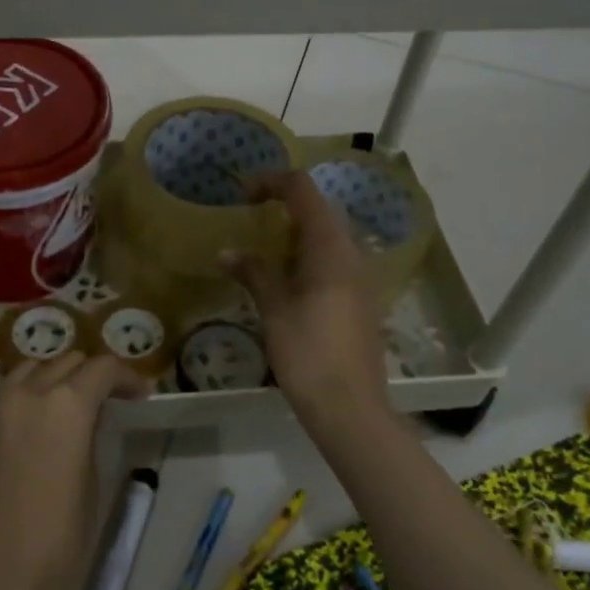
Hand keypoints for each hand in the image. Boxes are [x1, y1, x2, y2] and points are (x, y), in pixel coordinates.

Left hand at [0, 352, 148, 589]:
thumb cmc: (60, 541)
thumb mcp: (92, 481)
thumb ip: (89, 435)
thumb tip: (88, 417)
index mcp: (67, 405)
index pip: (103, 369)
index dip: (126, 376)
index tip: (138, 394)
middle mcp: (29, 393)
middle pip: (67, 362)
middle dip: (91, 374)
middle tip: (108, 398)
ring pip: (30, 367)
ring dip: (53, 375)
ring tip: (66, 398)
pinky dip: (6, 380)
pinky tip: (12, 384)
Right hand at [228, 171, 389, 427]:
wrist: (350, 407)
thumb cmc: (308, 353)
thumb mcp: (274, 310)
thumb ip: (254, 273)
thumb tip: (227, 252)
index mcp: (329, 247)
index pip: (303, 190)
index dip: (272, 182)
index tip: (243, 195)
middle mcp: (350, 253)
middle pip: (319, 209)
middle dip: (284, 205)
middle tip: (250, 217)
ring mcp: (360, 277)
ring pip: (328, 236)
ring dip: (296, 231)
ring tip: (263, 248)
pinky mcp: (361, 299)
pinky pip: (334, 260)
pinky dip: (307, 255)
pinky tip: (286, 280)